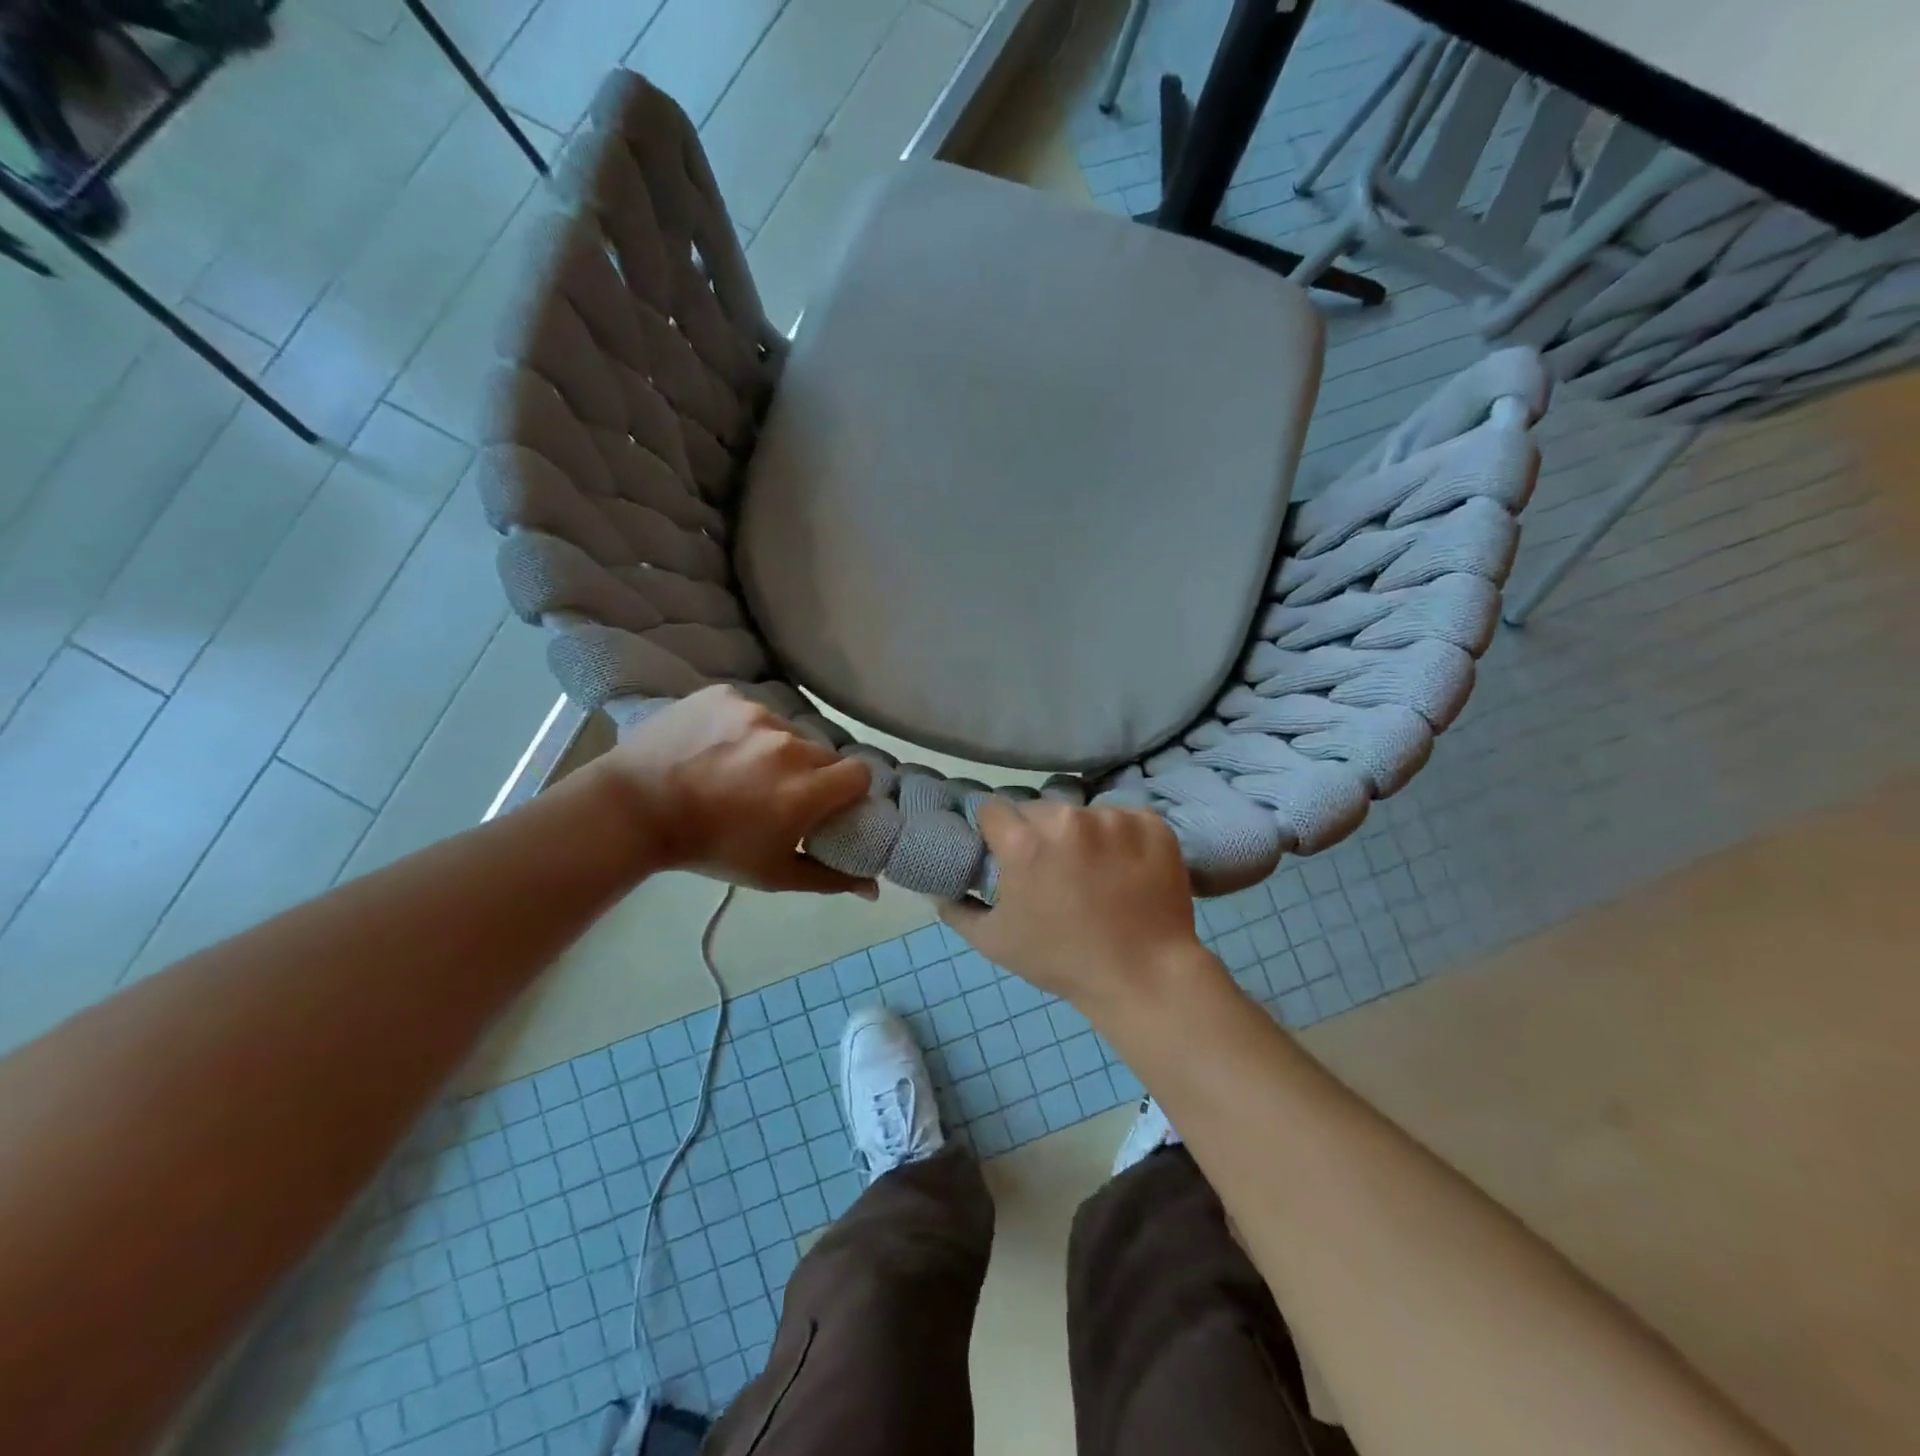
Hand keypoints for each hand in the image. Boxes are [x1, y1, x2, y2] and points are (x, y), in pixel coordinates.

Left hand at [593, 687, 875, 895]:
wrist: (633, 809)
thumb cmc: (708, 848)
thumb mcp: (772, 874)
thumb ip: (830, 878)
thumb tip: (875, 889)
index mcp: (805, 790)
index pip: (859, 773)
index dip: (848, 789)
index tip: (828, 801)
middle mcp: (788, 746)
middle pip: (822, 752)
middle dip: (810, 771)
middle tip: (778, 790)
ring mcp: (755, 714)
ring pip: (786, 729)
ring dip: (775, 748)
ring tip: (740, 768)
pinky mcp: (726, 695)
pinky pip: (751, 709)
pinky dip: (742, 727)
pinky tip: (717, 745)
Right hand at [937, 798, 1207, 1011]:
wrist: (1145, 976)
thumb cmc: (1063, 961)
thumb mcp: (995, 942)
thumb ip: (958, 909)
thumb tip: (938, 888)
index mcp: (1024, 842)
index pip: (993, 810)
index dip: (995, 832)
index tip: (1006, 854)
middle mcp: (1067, 819)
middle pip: (1038, 809)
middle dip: (1037, 833)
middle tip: (1051, 870)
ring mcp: (1114, 818)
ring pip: (1082, 813)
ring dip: (1081, 835)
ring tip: (1093, 873)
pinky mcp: (1151, 824)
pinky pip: (1124, 819)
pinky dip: (1121, 838)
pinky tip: (1126, 869)